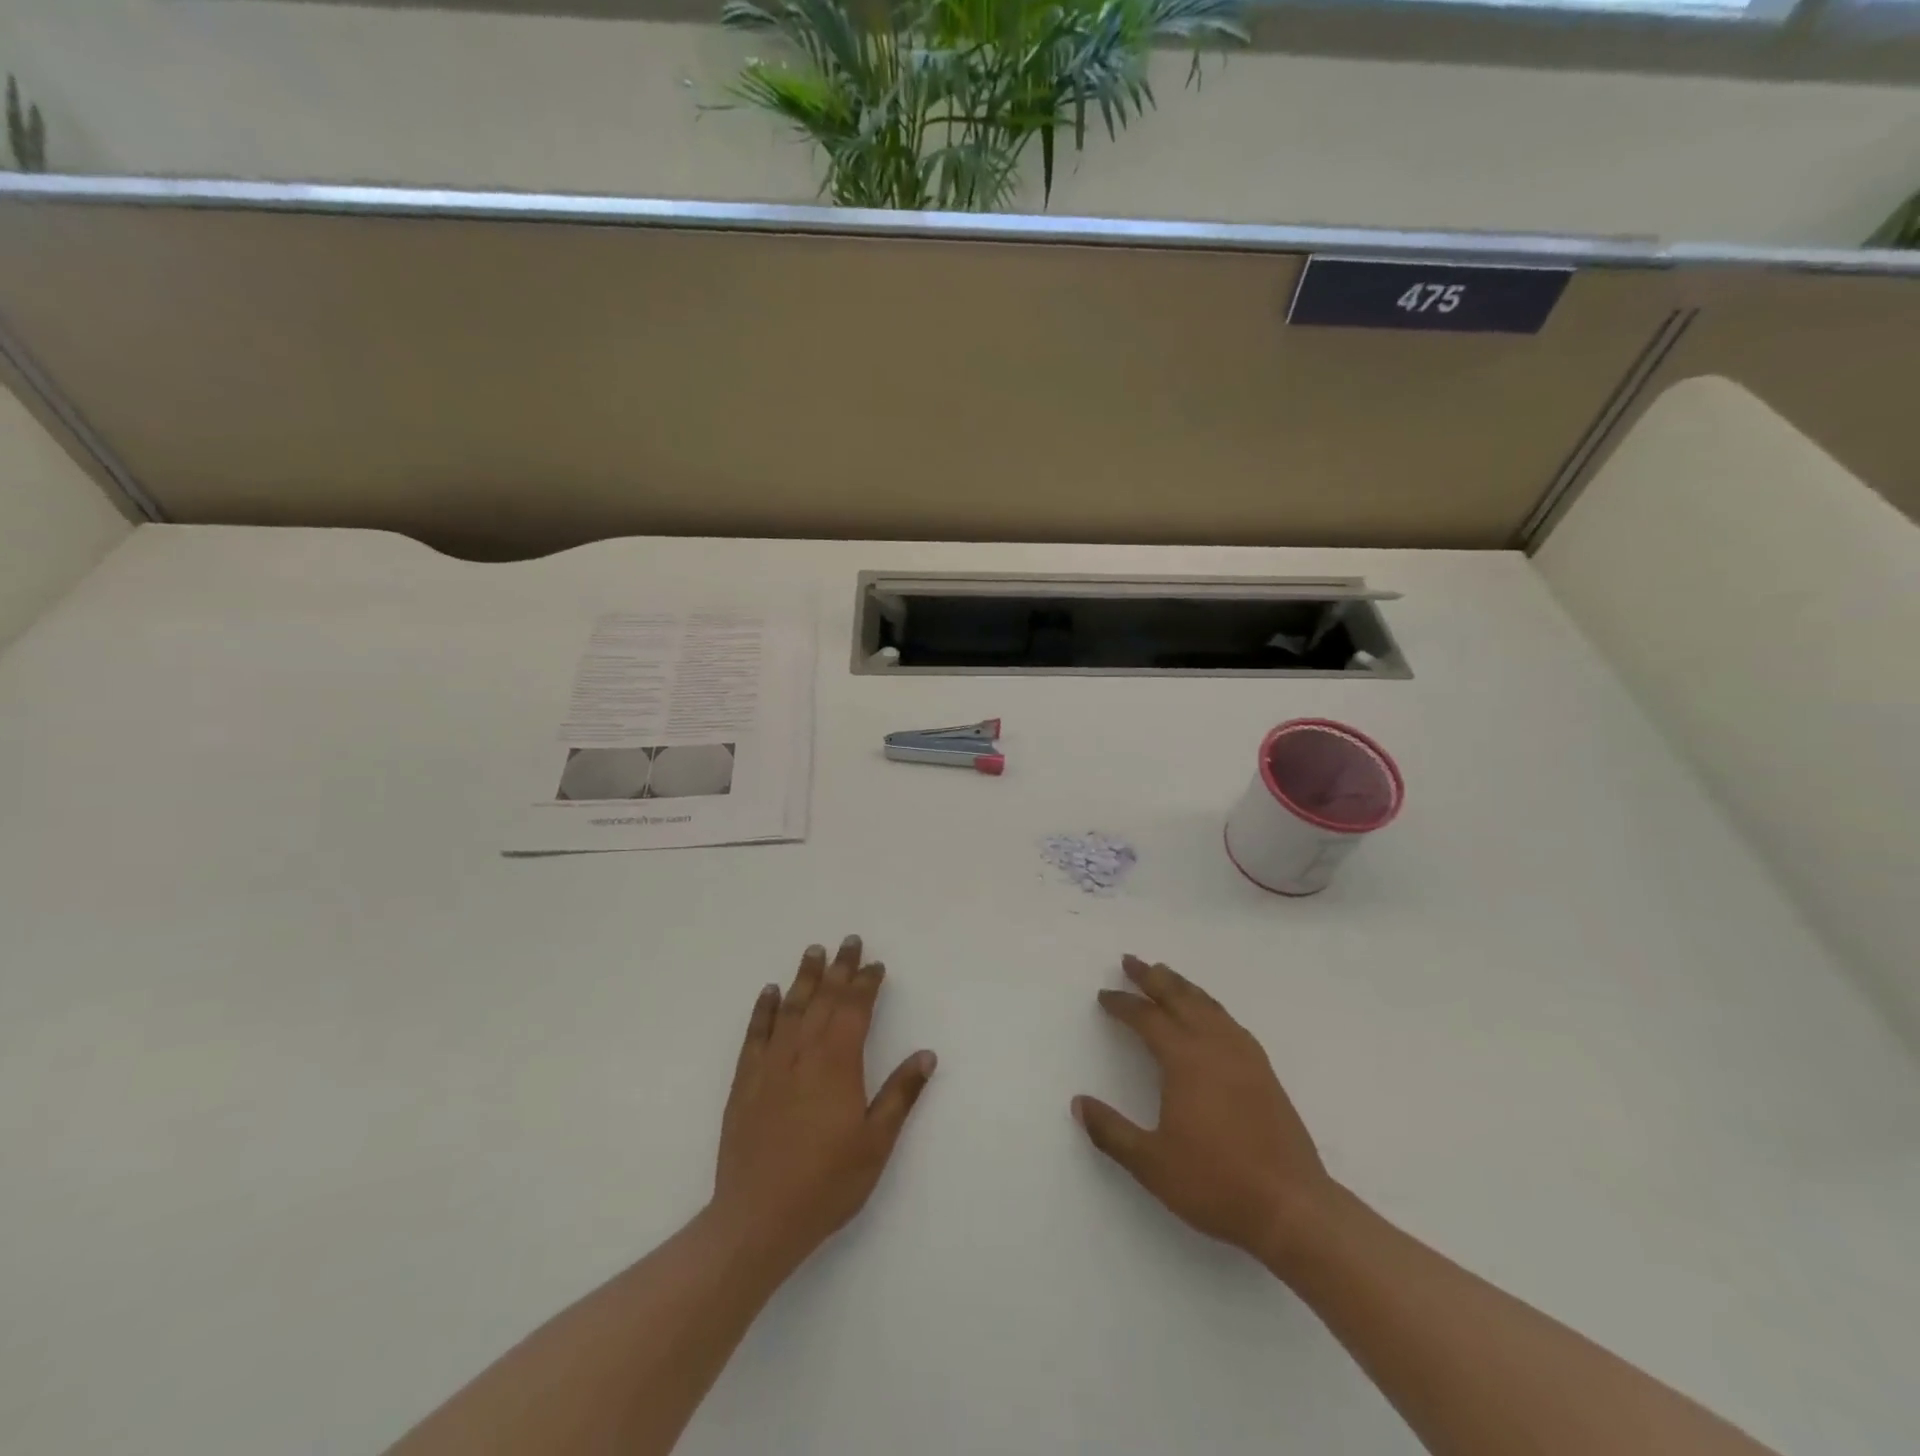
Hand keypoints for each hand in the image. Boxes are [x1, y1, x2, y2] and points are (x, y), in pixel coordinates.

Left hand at [711, 936, 936, 1274]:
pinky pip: (756, 1034)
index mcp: (838, 1064)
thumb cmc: (826, 1183)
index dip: (867, 983)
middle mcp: (803, 1053)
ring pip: (791, 1008)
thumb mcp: (876, 1143)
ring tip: (813, 951)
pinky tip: (770, 992)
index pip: (855, 1009)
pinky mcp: (745, 1082)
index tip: (875, 964)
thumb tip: (926, 1054)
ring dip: (804, 977)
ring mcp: (771, 1065)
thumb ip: (900, 1094)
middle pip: (824, 999)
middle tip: (849, 941)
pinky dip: (764, 1009)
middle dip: (839, 969)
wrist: (758, 1219)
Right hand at [1073, 955, 1334, 1269]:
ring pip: (1208, 1005)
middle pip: (1179, 998)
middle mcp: (1215, 1046)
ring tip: (1166, 974)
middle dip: (1152, 977)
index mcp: (1185, 1060)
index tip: (1104, 996)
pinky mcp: (1264, 1072)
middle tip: (1131, 960)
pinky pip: (1230, 1021)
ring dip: (1183, 986)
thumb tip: (1079, 1103)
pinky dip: (1210, 1006)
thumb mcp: (1151, 1163)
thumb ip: (1111, 1132)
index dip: (1123, 1004)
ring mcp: (1244, 1056)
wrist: (1292, 1207)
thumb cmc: (1216, 1183)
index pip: (1147, 1018)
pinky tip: (1209, 1014)